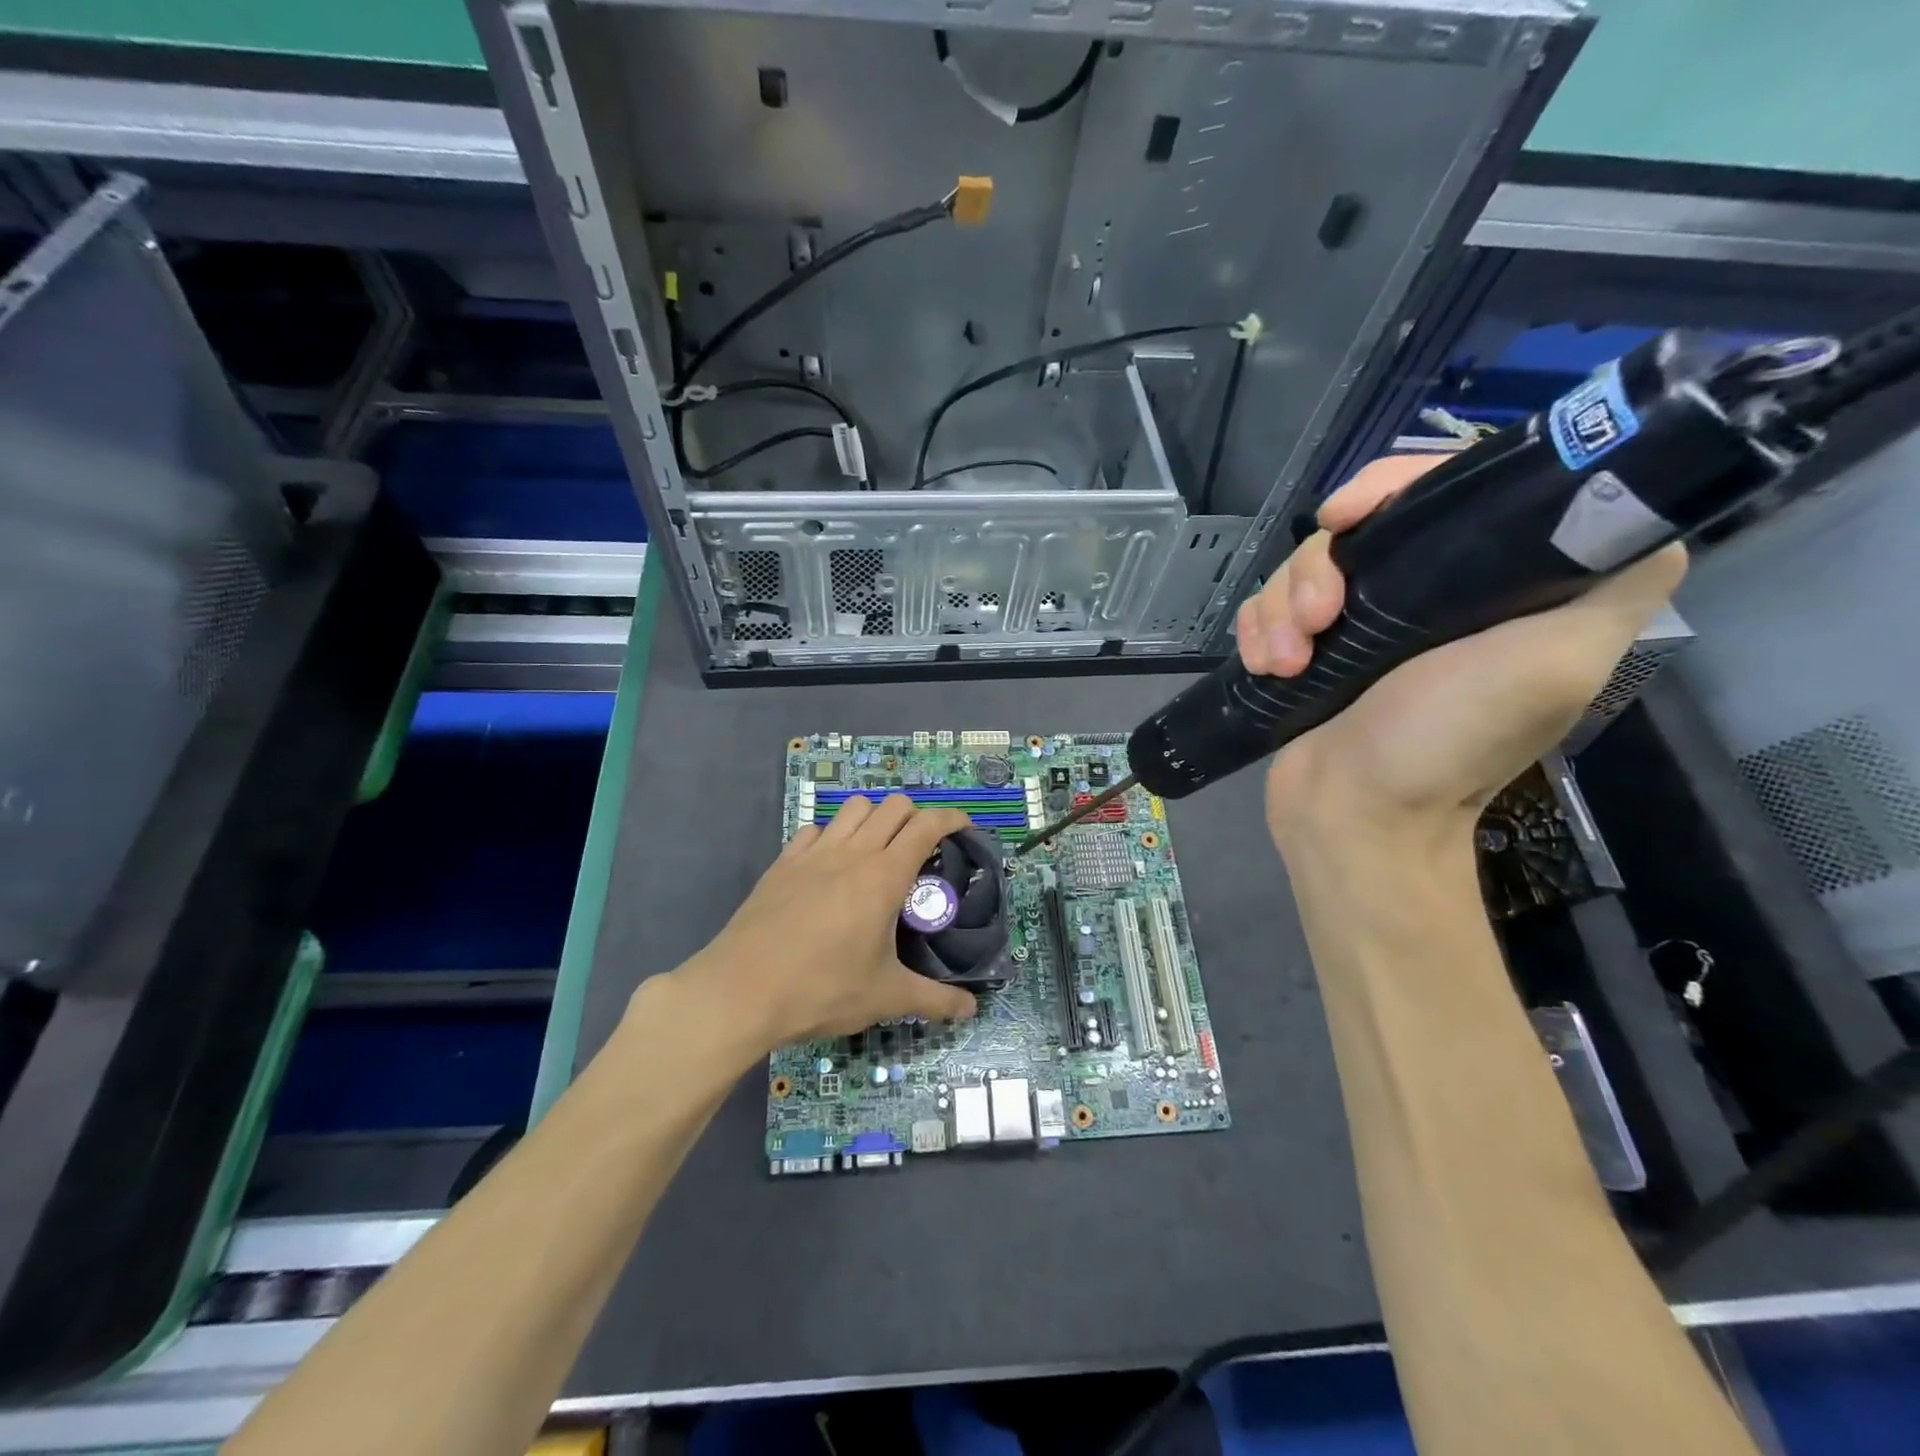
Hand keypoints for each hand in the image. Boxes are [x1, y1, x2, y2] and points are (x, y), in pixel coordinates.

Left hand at [678, 795, 980, 1050]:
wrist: (740, 992)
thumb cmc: (821, 990)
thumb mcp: (885, 998)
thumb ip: (934, 1001)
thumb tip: (971, 1012)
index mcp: (883, 876)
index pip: (926, 825)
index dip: (951, 818)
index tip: (964, 827)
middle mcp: (851, 853)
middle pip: (892, 806)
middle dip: (915, 816)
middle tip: (922, 849)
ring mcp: (813, 854)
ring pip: (853, 808)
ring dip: (874, 817)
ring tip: (878, 850)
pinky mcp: (782, 863)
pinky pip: (815, 830)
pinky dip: (833, 835)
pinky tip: (830, 865)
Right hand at [1236, 455, 1686, 857]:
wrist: (1355, 816)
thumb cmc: (1450, 744)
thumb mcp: (1557, 661)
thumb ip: (1614, 581)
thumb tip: (1621, 494)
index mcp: (1492, 584)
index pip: (1448, 490)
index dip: (1394, 484)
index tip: (1349, 517)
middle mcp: (1427, 595)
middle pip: (1358, 524)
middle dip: (1320, 565)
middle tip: (1318, 618)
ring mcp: (1359, 624)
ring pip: (1301, 566)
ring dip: (1282, 607)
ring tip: (1287, 661)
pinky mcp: (1308, 649)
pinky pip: (1266, 606)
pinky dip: (1257, 630)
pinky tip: (1266, 666)